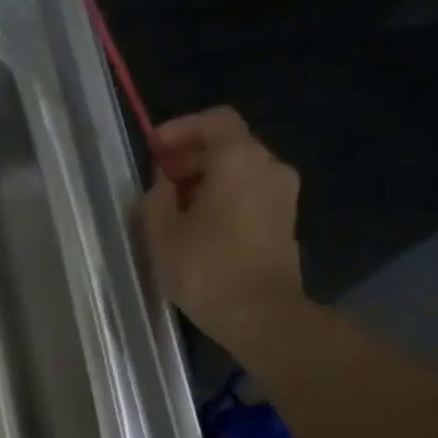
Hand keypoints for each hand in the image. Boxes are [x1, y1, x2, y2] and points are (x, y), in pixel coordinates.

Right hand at [139, 106, 305, 345]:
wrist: (262, 316)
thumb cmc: (207, 269)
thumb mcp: (162, 233)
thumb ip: (157, 197)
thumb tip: (165, 184)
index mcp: (239, 159)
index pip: (214, 121)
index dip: (180, 129)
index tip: (153, 149)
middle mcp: (269, 167)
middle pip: (228, 146)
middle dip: (190, 158)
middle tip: (158, 182)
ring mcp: (283, 196)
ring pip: (239, 172)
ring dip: (206, 182)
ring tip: (174, 209)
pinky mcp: (285, 223)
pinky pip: (250, 195)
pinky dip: (224, 199)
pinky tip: (199, 227)